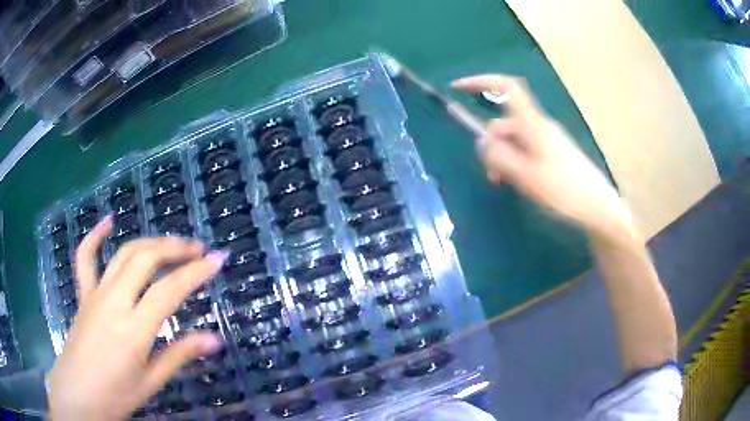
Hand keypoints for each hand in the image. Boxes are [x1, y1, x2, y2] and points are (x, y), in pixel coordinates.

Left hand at [47, 216, 228, 420]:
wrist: (77, 393)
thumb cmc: (116, 395)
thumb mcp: (151, 382)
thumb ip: (179, 355)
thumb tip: (215, 339)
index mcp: (133, 330)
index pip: (168, 290)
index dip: (196, 272)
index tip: (218, 260)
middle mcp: (113, 302)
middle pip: (145, 258)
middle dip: (175, 248)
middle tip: (198, 249)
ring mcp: (95, 293)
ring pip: (123, 253)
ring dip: (150, 242)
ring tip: (171, 242)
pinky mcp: (83, 294)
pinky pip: (86, 257)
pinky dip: (96, 235)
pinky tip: (108, 221)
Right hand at [452, 75, 632, 237]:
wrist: (598, 207)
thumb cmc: (565, 191)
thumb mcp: (527, 176)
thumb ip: (500, 157)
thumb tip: (481, 141)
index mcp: (533, 124)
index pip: (507, 87)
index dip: (481, 81)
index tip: (458, 87)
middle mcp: (539, 126)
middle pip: (505, 123)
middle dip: (492, 144)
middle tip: (492, 177)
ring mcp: (548, 140)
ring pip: (515, 141)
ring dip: (504, 159)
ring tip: (506, 185)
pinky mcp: (553, 154)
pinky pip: (527, 151)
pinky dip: (516, 164)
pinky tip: (521, 184)